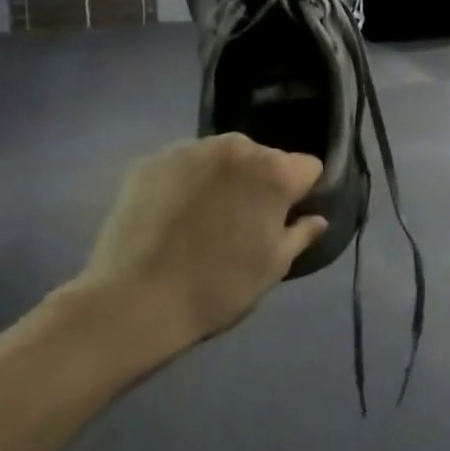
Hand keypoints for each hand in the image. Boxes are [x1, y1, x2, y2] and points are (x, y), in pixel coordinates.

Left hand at [65, 133, 326, 369]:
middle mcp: (236, 148)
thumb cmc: (217, 288)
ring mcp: (190, 149)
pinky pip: (185, 164)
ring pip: (223, 157)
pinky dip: (187, 181)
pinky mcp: (152, 160)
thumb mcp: (273, 268)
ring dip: (224, 177)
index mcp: (274, 171)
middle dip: (260, 181)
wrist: (132, 303)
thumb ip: (301, 235)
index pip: (307, 167)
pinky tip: (173, 214)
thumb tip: (317, 219)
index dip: (300, 193)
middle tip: (242, 220)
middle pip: (264, 157)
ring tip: (204, 216)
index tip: (285, 218)